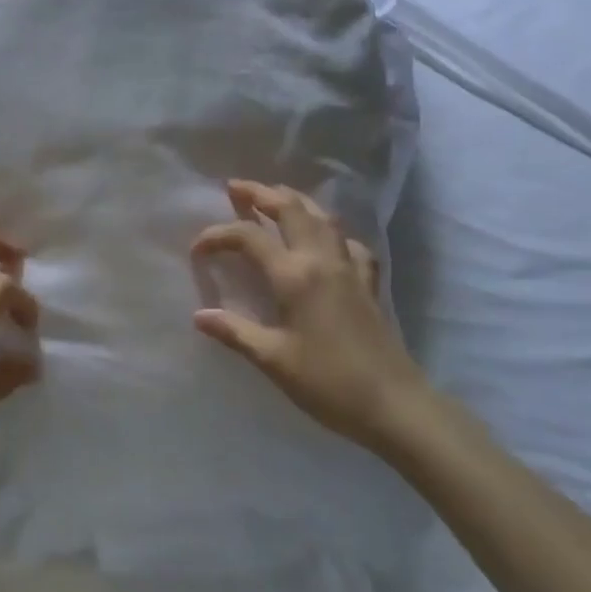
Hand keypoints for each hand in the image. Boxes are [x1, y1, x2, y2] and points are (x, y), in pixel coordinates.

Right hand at [191, 180, 425, 452]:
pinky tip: (325, 240)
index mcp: (294, 275)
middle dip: (261, 193)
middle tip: (236, 188)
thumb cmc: (327, 382)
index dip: (219, 235)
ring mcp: (349, 267)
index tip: (197, 249)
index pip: (249, 237)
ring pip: (322, 217)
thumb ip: (235, 332)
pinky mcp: (368, 282)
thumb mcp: (273, 359)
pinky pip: (348, 242)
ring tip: (275, 197)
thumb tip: (199, 315)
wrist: (393, 403)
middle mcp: (322, 260)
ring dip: (295, 201)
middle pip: (291, 209)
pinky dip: (331, 231)